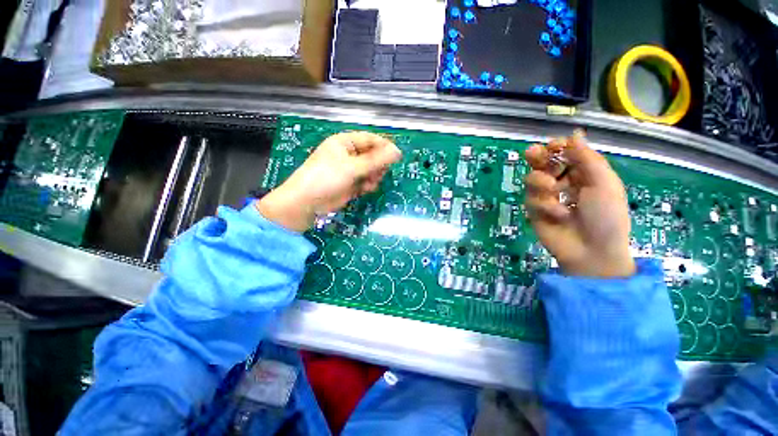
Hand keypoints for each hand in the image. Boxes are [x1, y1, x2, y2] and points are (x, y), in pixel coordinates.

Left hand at [258, 132, 401, 231]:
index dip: (384, 146)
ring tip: (369, 182)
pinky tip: (365, 189)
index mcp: (345, 142)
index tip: (397, 156)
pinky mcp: (351, 183)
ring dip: (374, 176)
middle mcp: (348, 154)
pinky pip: (366, 181)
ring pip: (371, 170)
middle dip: (378, 165)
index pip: (370, 139)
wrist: (308, 202)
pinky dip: (368, 185)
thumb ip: (376, 160)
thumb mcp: (352, 167)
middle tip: (380, 173)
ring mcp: (350, 170)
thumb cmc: (327, 178)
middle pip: (373, 155)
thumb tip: (397, 152)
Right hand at [524, 131, 634, 277]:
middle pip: (542, 163)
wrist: (592, 251)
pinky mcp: (535, 211)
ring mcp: (546, 197)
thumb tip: (574, 134)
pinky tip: (558, 214)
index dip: (557, 147)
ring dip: (540, 181)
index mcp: (583, 174)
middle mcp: (562, 183)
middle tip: (532, 153)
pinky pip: (531, 200)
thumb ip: (587, 159)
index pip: (564, 154)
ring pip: (532, 179)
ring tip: (553, 189)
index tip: (553, 145)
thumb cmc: (606, 216)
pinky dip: (544, 204)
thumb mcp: (604, 184)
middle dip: (537, 156)